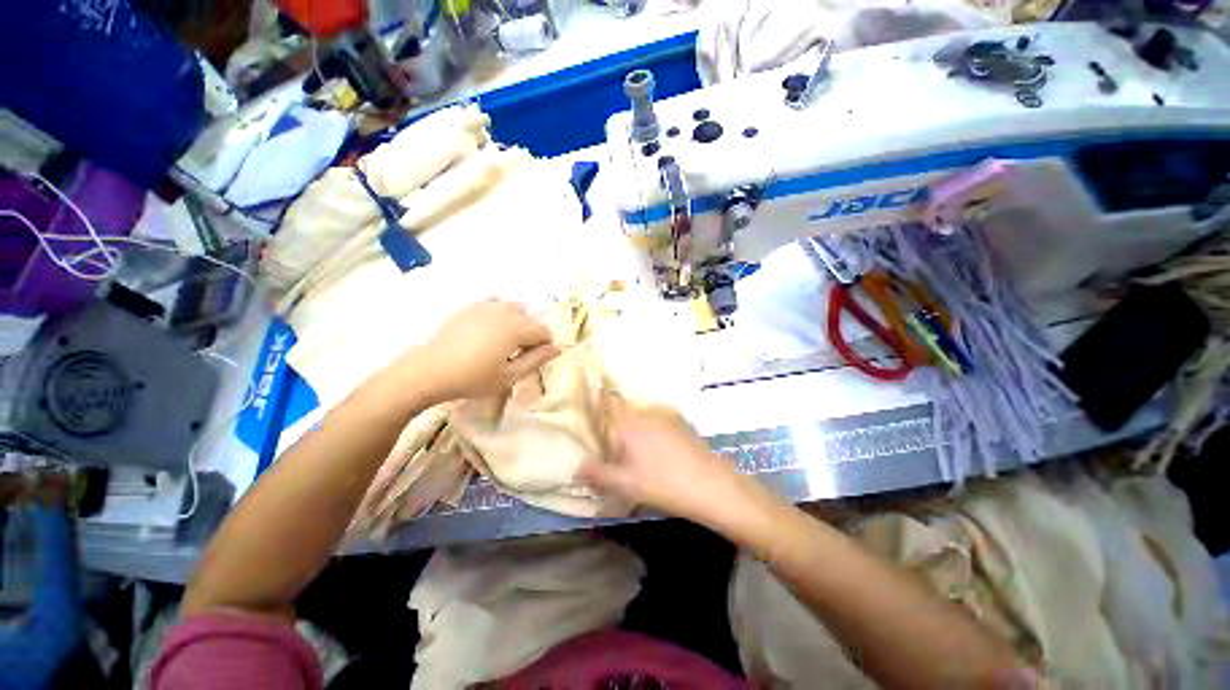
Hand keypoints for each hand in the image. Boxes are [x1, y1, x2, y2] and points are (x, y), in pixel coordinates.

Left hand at [412, 300, 559, 402]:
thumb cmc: (474, 378)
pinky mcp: (470, 307)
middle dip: (530, 334)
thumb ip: (537, 360)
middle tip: (517, 354)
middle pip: (530, 318)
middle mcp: (505, 312)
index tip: (533, 359)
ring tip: (503, 341)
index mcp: (518, 328)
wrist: (430, 371)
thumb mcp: (510, 376)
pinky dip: (499, 313)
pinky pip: (493, 303)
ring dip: (516, 322)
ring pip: (514, 308)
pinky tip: (490, 327)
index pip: (544, 330)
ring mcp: (486, 306)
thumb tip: (558, 348)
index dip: (544, 345)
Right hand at [579, 394, 750, 526]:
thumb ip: (598, 474)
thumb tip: (577, 467)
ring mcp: (667, 415)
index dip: (598, 397)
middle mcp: (646, 412)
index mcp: (629, 423)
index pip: (608, 401)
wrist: (710, 485)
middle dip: (616, 424)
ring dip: (636, 428)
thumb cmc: (662, 484)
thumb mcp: (625, 484)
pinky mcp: (682, 422)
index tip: (590, 397)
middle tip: (614, 446)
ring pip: (642, 416)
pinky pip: (658, 421)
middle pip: (624, 411)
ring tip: (638, 453)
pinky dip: (652, 431)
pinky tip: (659, 453)